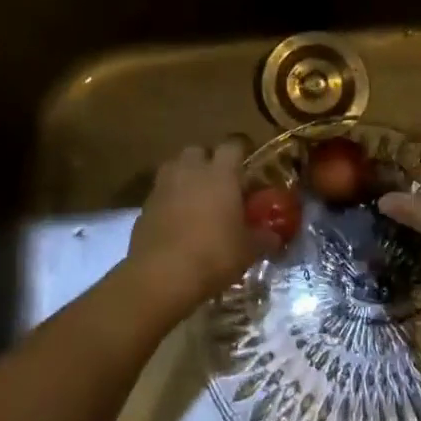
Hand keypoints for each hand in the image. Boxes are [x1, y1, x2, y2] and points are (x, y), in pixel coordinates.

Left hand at [126, 139, 278, 314]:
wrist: (161, 275)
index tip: (248, 163)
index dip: (241, 150)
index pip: (233, 144)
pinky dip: (169, 199)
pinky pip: (161, 192)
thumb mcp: (248, 250)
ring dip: (185, 176)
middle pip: (198, 150)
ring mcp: (164, 185)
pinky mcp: (144, 205)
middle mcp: (191, 170)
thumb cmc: (213, 255)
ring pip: (175, 166)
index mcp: (220, 173)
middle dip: (208, 161)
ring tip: (196, 198)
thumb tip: (275, 236)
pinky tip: (177, 221)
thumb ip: (263, 238)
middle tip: (219, 182)